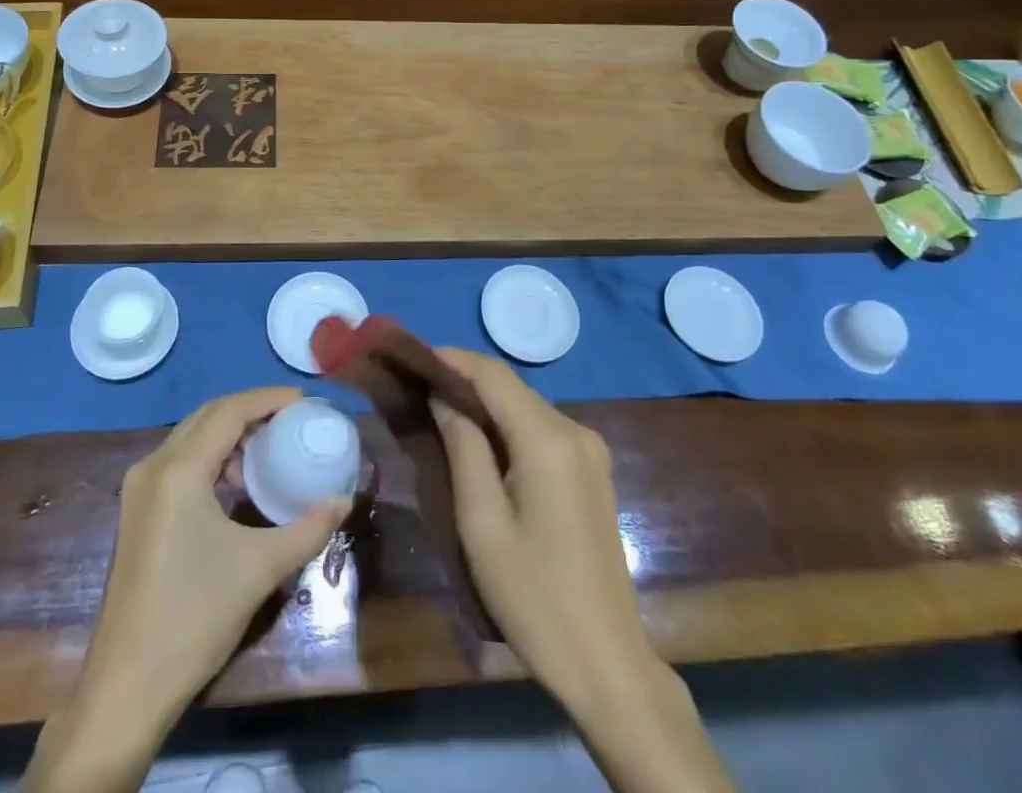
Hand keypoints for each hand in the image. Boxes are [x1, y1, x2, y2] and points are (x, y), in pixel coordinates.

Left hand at [22, 387, 348, 792]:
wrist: (127, 688)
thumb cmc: (195, 617)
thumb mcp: (260, 569)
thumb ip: (307, 529)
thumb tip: (344, 500)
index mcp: (179, 469)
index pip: (229, 411)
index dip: (267, 399)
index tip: (304, 401)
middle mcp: (153, 466)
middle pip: (207, 416)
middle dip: (250, 410)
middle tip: (290, 418)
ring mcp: (139, 490)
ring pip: (191, 438)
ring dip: (229, 434)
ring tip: (269, 449)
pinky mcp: (136, 513)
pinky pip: (179, 462)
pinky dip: (211, 457)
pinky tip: (236, 485)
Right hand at [427, 348, 650, 702]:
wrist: (606, 663)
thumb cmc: (534, 595)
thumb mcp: (482, 521)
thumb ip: (463, 447)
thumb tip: (443, 398)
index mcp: (549, 439)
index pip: (494, 375)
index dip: (453, 360)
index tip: (414, 358)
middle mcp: (576, 431)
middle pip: (512, 388)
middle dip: (466, 381)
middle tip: (420, 387)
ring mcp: (590, 451)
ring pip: (527, 408)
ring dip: (487, 404)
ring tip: (442, 410)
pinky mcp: (593, 472)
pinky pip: (543, 431)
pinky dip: (509, 426)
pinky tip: (482, 443)